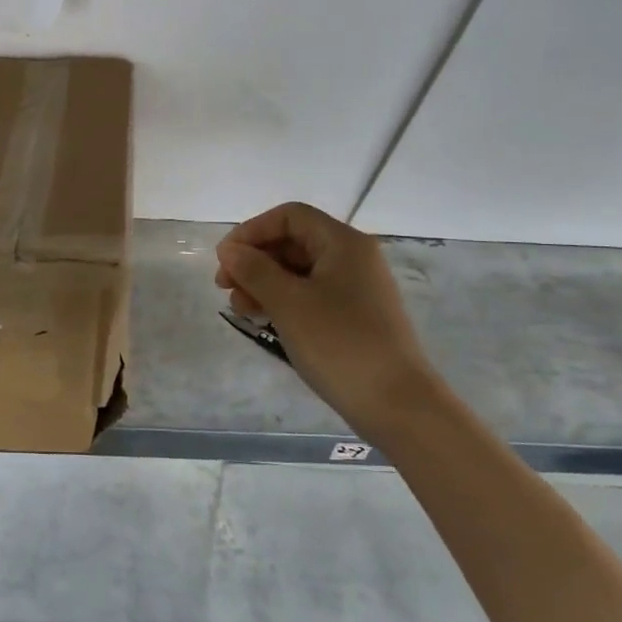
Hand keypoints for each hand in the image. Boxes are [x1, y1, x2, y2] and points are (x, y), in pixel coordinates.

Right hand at [215, 202, 438, 433]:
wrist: (397, 405)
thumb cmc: (340, 343)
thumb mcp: (288, 303)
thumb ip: (254, 270)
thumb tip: (230, 250)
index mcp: (343, 243)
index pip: (289, 216)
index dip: (252, 231)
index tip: (225, 259)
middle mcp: (353, 258)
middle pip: (293, 241)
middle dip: (254, 259)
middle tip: (224, 287)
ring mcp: (355, 288)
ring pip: (298, 270)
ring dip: (263, 282)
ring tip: (240, 308)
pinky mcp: (353, 316)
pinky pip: (310, 294)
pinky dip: (282, 300)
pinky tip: (262, 317)